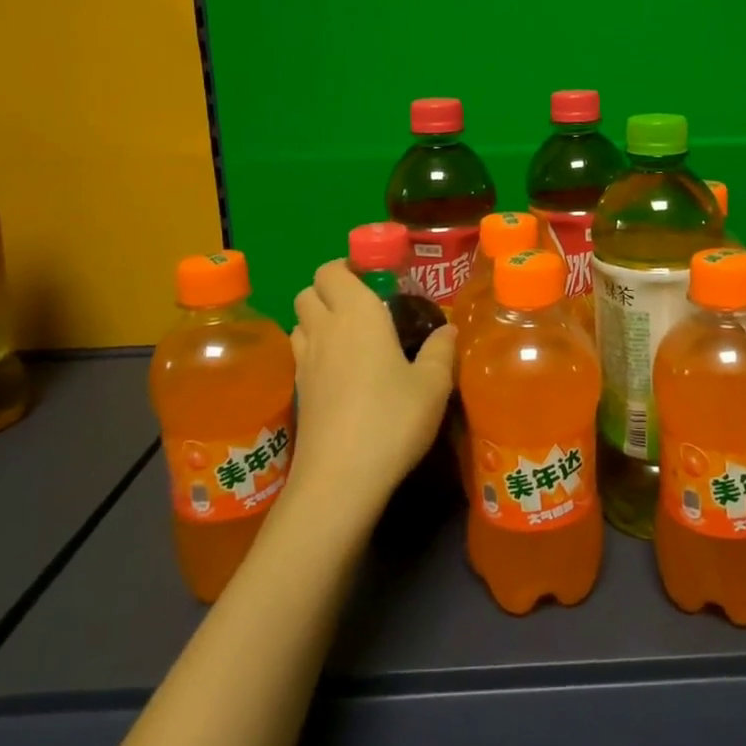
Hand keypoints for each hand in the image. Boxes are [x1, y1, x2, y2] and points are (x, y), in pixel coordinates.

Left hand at [287, 261, 455, 528]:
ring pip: (299, 323)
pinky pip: (300, 355)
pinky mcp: (298, 393)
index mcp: (357, 313)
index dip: (348, 267)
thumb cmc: (392, 419)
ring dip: (318, 321)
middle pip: (308, 291)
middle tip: (365, 308)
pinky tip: (341, 376)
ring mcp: (305, 362)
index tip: (375, 279)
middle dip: (330, 291)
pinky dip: (314, 353)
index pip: (332, 270)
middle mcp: (324, 329)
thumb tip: (448, 330)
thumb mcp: (433, 385)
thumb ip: (441, 351)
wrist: (340, 479)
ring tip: (351, 339)